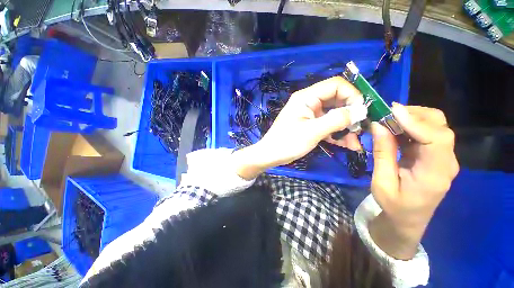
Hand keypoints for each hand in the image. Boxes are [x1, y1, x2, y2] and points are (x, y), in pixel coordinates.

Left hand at [232, 77, 365, 179]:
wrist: (270, 155)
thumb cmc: (287, 143)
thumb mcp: (312, 131)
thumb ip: (337, 119)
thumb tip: (361, 110)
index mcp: (306, 97)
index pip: (336, 85)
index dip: (352, 95)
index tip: (363, 111)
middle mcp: (309, 102)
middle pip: (337, 101)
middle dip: (351, 115)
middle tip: (362, 130)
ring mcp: (310, 115)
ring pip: (334, 115)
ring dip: (346, 128)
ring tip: (355, 143)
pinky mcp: (310, 125)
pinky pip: (328, 125)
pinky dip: (337, 134)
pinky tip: (347, 145)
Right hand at [368, 104, 458, 258]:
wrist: (408, 219)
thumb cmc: (394, 205)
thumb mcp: (382, 182)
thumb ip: (382, 154)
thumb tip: (378, 126)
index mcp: (435, 174)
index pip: (437, 139)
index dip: (416, 122)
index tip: (390, 112)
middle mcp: (446, 162)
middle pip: (440, 126)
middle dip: (414, 114)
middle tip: (385, 114)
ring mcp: (443, 157)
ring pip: (435, 125)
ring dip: (411, 117)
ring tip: (387, 120)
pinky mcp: (435, 154)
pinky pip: (426, 132)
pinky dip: (410, 125)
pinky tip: (393, 128)